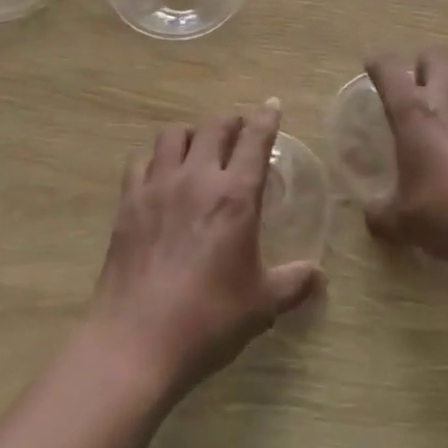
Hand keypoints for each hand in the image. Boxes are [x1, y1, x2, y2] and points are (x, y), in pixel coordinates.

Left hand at [86, 103, 321, 392]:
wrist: (136, 342)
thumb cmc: (209, 320)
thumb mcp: (262, 304)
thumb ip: (294, 283)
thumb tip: (320, 276)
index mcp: (235, 195)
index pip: (255, 139)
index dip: (266, 117)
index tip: (271, 105)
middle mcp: (197, 178)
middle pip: (214, 125)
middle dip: (231, 121)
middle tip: (238, 132)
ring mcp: (158, 186)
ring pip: (174, 134)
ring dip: (191, 134)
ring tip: (198, 149)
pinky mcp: (128, 202)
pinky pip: (140, 160)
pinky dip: (154, 159)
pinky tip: (160, 176)